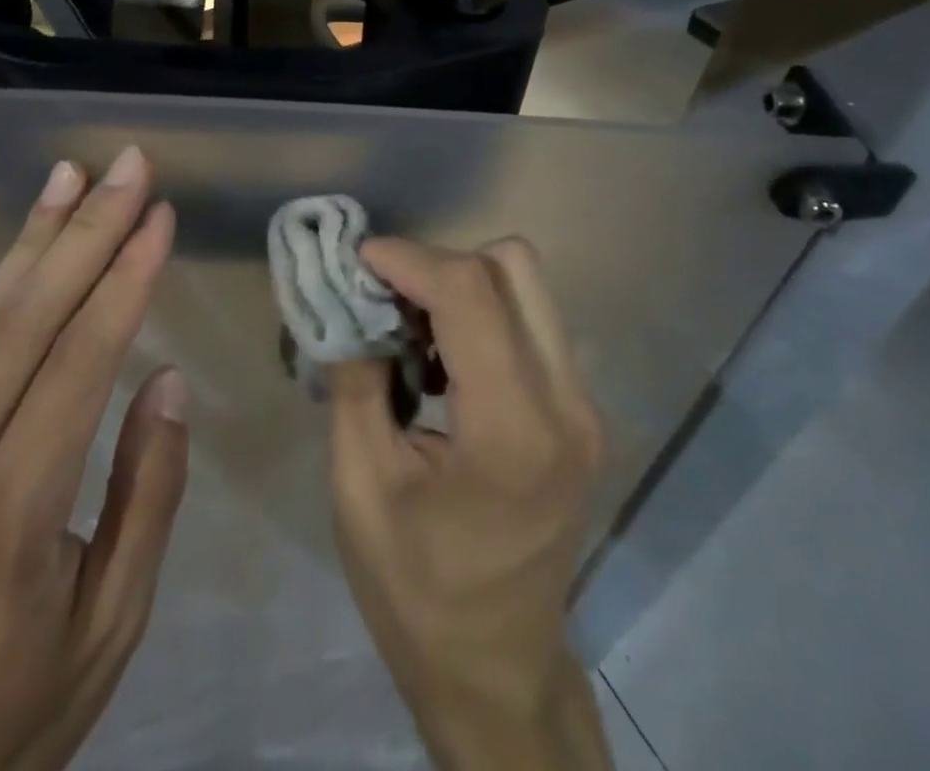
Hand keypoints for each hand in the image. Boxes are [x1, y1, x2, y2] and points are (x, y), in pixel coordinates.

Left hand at [0, 147, 188, 770]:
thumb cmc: (20, 704)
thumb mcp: (113, 622)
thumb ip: (145, 495)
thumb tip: (164, 380)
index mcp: (16, 507)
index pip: (82, 362)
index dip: (126, 280)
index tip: (160, 216)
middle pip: (28, 320)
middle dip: (87, 232)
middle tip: (129, 168)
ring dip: (27, 238)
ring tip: (68, 172)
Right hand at [328, 238, 612, 770]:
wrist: (495, 672)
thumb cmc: (415, 589)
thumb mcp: (360, 484)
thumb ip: (354, 378)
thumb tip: (346, 303)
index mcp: (512, 430)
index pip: (470, 291)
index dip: (408, 258)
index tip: (357, 260)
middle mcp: (566, 403)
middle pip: (513, 265)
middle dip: (438, 263)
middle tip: (384, 294)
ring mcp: (583, 407)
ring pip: (526, 285)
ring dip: (460, 285)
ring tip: (407, 327)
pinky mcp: (579, 412)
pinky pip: (530, 320)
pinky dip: (480, 313)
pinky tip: (439, 358)